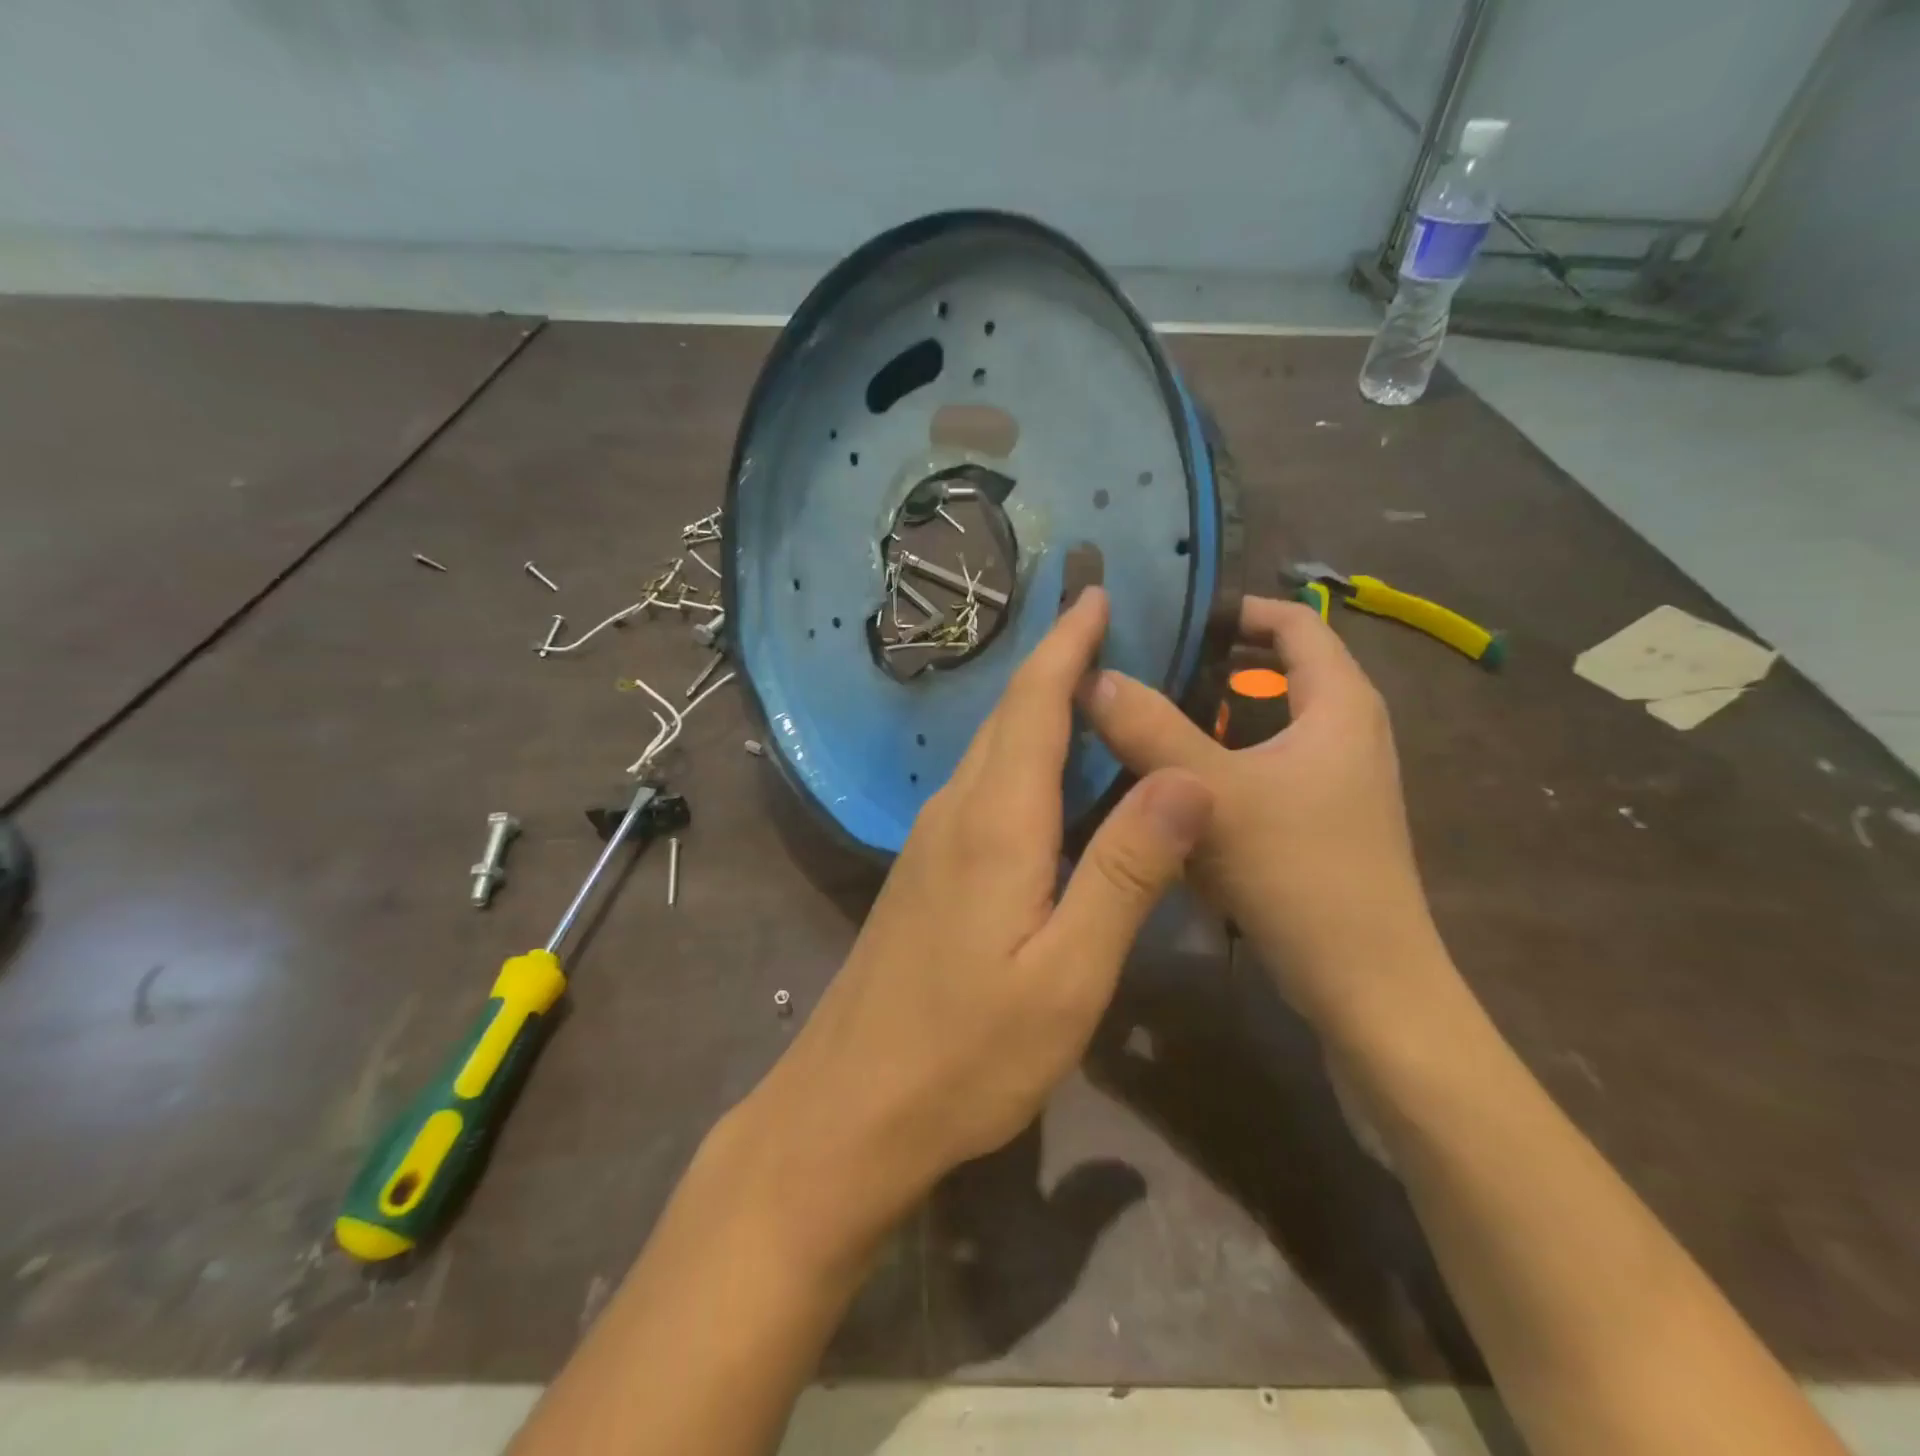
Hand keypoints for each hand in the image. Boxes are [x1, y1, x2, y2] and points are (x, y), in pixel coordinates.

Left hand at [750, 587, 1210, 1232]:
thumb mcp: (1069, 973)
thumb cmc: (968, 1052)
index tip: (1095, 593)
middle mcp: (955, 812)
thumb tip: (1187, 778)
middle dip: (1053, 661)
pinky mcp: (924, 872)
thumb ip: (1126, 870)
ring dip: (1035, 707)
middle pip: (1007, 716)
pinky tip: (1044, 775)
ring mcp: (930, 842)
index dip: (1067, 644)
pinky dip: (1017, 755)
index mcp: (996, 822)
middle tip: (1101, 624)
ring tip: (1086, 686)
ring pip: (989, 749)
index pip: (1035, 705)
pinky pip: (979, 787)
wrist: (851, 1106)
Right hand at [1080, 596, 1439, 1030]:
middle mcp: (1346, 730)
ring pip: (1264, 722)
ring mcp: (1335, 779)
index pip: (1294, 621)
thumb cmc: (1300, 874)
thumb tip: (1093, 676)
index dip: (1234, 608)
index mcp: (1340, 703)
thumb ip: (1150, 731)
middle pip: (1276, 669)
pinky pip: (1263, 765)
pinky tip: (1173, 784)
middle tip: (1142, 668)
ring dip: (1209, 715)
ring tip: (1144, 718)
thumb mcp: (1214, 794)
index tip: (1169, 618)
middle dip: (1210, 663)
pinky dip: (1221, 759)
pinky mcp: (1319, 819)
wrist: (1366, 987)